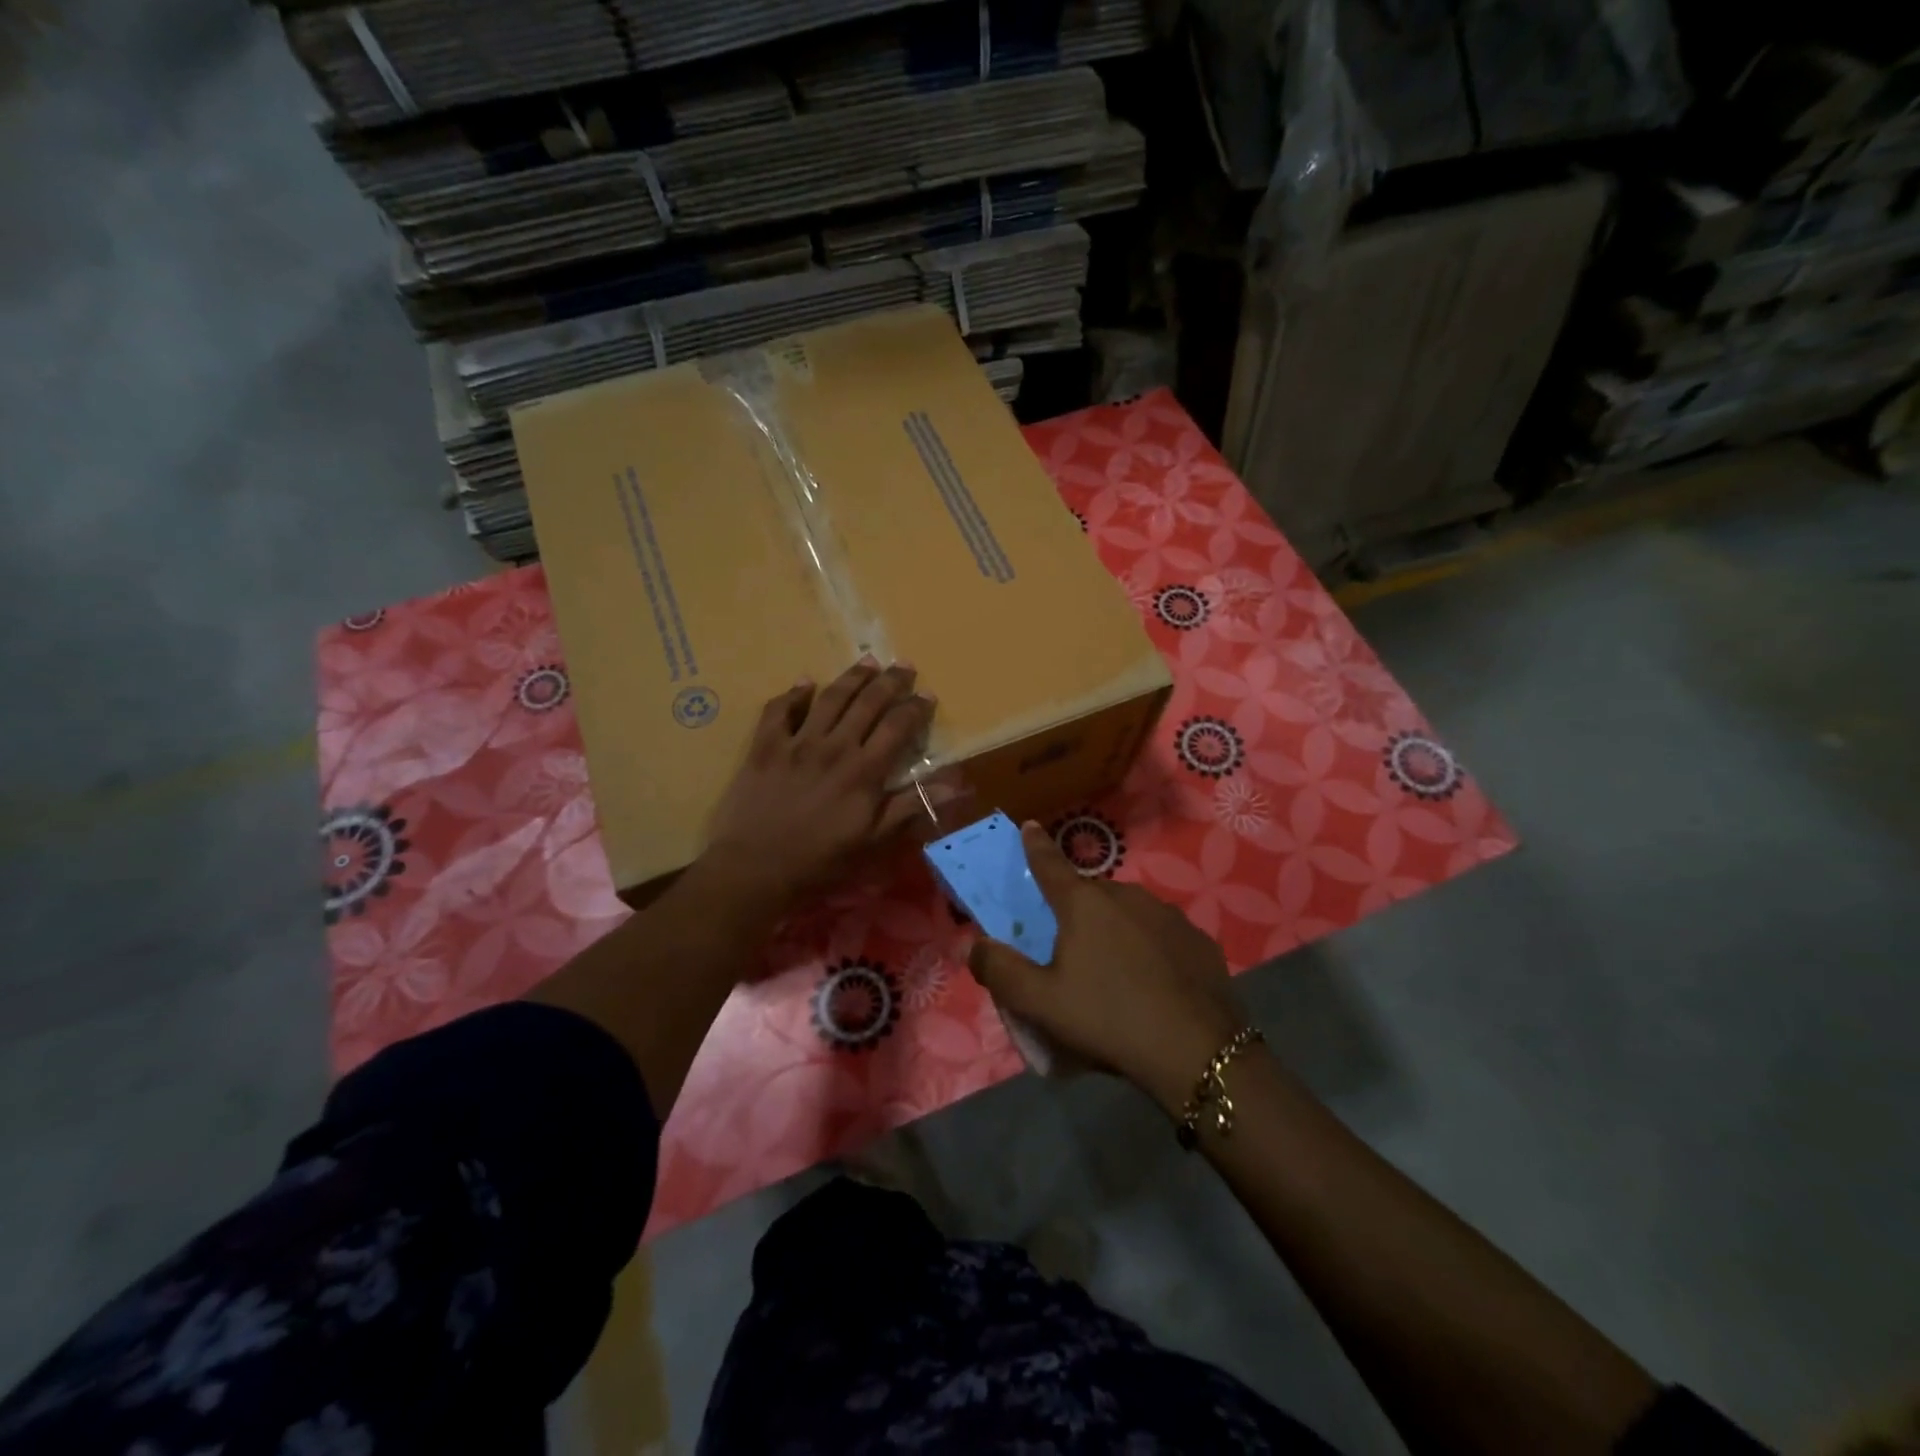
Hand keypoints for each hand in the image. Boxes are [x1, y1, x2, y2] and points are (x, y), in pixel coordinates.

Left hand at [704, 659, 933, 910]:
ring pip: (830, 698)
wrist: (755, 868)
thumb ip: (910, 806)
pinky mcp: (765, 746)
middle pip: (868, 703)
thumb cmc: (820, 861)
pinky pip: (780, 710)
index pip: (897, 727)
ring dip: (852, 677)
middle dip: (890, 681)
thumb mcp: (873, 841)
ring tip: (867, 661)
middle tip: (904, 665)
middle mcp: (835, 746)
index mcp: (864, 771)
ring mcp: (797, 743)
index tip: (928, 694)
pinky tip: (805, 682)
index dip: (915, 708)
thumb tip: (955, 783)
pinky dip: (794, 693)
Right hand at [968, 823, 1247, 1113]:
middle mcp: (1126, 895)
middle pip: (1090, 894)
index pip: (1049, 864)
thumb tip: (975, 946)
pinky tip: (1152, 983)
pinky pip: (1160, 934)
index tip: (1030, 826)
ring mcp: (1167, 914)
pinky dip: (1149, 947)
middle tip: (1069, 948)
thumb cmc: (1107, 1019)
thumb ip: (1000, 970)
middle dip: (1076, 910)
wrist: (1197, 1052)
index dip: (1035, 846)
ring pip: (1128, 912)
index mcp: (1083, 904)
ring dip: (1114, 928)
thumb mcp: (1039, 1003)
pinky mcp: (1197, 939)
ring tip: (1113, 972)